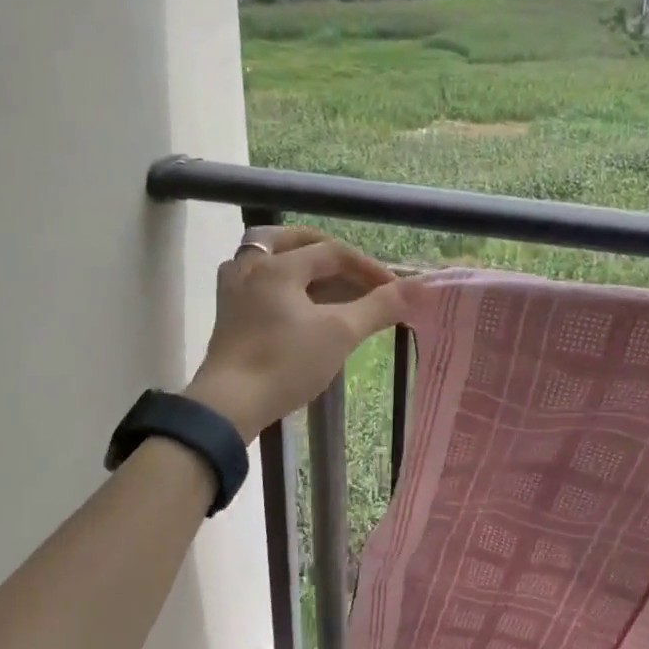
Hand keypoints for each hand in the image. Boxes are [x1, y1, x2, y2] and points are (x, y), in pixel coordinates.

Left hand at [183, 227, 410, 439]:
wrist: (229, 406)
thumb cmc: (285, 363)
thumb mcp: (340, 333)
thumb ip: (379, 307)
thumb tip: (421, 287)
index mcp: (277, 265)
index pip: (332, 252)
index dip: (368, 268)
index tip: (394, 292)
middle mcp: (250, 266)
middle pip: (294, 243)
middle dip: (330, 254)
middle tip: (356, 272)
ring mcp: (233, 290)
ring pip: (271, 260)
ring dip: (303, 266)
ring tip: (329, 285)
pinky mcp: (227, 315)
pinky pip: (260, 283)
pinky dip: (285, 285)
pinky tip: (299, 306)